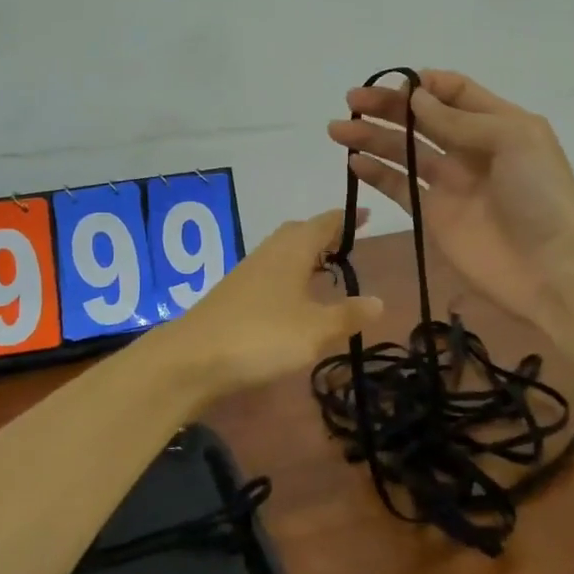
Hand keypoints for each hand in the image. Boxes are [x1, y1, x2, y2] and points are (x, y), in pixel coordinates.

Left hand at [159, 210, 384, 396]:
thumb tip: (379, 300)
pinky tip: (295, 299)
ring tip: (327, 272)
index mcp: (292, 250)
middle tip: (348, 245)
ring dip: (306, 257)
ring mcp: (248, 273)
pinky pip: (271, 273)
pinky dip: (290, 276)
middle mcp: (269, 253)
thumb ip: (348, 314)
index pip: (323, 223)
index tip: (365, 215)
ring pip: (283, 253)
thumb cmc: (262, 336)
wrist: (193, 358)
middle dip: (324, 235)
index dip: (345, 219)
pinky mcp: (234, 295)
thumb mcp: (315, 330)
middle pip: (300, 233)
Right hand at [327, 71, 573, 325]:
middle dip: (389, 107)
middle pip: (422, 119)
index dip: (425, 85)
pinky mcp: (433, 216)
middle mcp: (471, 149)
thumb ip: (460, 120)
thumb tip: (416, 99)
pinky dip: (376, 174)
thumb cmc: (541, 196)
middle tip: (352, 100)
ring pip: (405, 151)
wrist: (553, 269)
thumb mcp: (513, 140)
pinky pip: (400, 188)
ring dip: (373, 137)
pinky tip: (354, 161)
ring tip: (339, 129)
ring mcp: (450, 184)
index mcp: (498, 124)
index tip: (396, 83)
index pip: (456, 92)